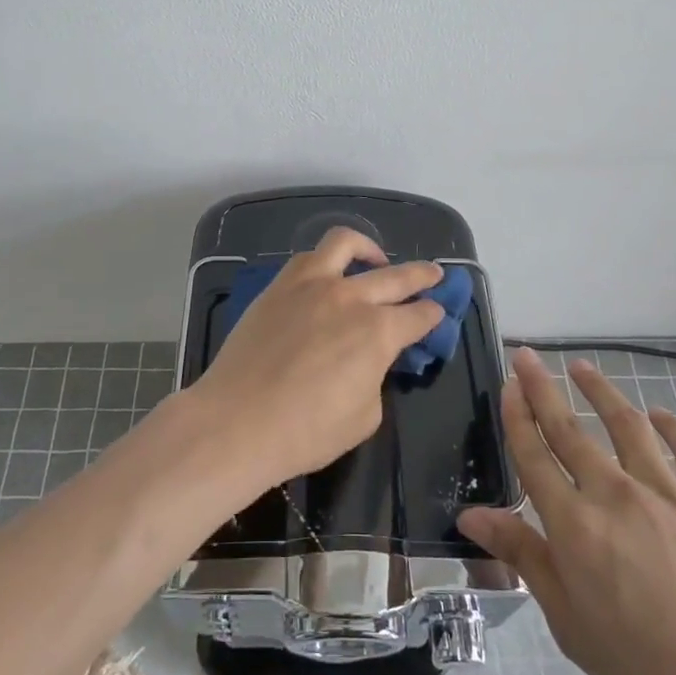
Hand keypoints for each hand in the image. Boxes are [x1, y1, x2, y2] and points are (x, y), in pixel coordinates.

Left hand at [182, 227, 445, 487]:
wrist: (238, 421)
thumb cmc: (307, 431)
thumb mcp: (365, 415)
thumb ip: (374, 377)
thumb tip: (368, 361)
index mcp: (379, 332)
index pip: (419, 316)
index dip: (433, 315)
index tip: (437, 313)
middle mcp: (350, 297)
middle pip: (396, 276)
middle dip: (421, 274)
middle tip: (434, 274)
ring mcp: (311, 285)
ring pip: (346, 244)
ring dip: (369, 248)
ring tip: (376, 259)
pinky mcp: (279, 286)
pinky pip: (307, 258)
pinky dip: (326, 260)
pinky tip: (327, 274)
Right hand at [458, 349, 675, 674]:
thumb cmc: (645, 670)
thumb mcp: (569, 622)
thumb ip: (524, 556)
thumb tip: (470, 514)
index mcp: (574, 525)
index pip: (533, 455)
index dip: (516, 415)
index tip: (507, 384)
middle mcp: (614, 494)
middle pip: (569, 428)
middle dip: (542, 387)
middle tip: (526, 356)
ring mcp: (667, 492)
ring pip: (626, 424)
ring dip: (600, 390)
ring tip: (582, 367)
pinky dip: (671, 426)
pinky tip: (659, 415)